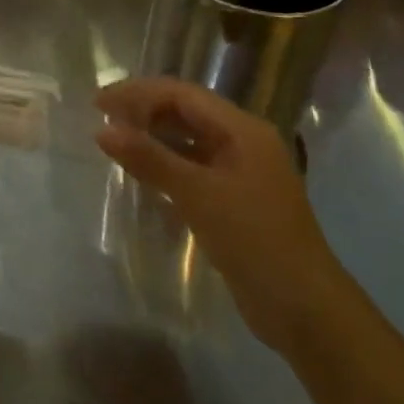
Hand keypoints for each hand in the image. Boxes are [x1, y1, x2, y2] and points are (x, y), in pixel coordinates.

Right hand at [96, 79, 348, 351]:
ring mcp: (241, 171)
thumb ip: (149, 158)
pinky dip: (165, 164)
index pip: (181, 94)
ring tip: (114, 143)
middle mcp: (243, 141)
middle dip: (143, 111)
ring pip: (188, 139)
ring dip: (152, 137)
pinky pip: (192, 166)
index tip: (98, 103)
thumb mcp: (198, 195)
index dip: (137, 93)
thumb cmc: (255, 240)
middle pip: (185, 111)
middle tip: (101, 120)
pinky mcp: (234, 199)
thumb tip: (102, 130)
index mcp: (243, 129)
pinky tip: (141, 175)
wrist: (306, 311)